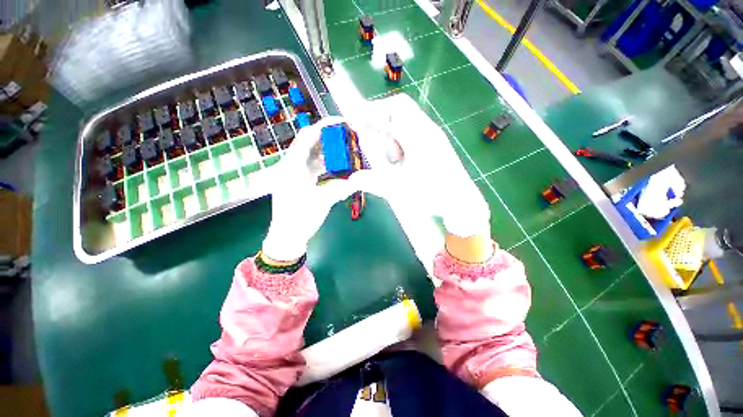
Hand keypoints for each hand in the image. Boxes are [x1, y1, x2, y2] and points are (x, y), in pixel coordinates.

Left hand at [261, 117, 357, 261]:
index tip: (342, 122)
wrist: (287, 235)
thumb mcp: (322, 202)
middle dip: (329, 137)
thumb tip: (359, 178)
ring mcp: (295, 173)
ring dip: (329, 151)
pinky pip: (314, 166)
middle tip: (348, 135)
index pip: (308, 137)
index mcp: (293, 166)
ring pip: (313, 155)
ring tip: (345, 148)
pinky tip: (338, 165)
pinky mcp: (300, 180)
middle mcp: (292, 165)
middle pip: (311, 143)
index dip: (324, 126)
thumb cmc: (300, 218)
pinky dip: (326, 163)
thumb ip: (340, 188)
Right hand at [351, 94, 490, 241]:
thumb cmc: (431, 195)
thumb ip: (372, 181)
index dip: (371, 110)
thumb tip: (351, 180)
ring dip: (391, 134)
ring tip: (390, 158)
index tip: (355, 121)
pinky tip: (400, 160)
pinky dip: (400, 140)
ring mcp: (433, 135)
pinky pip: (413, 132)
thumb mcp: (398, 189)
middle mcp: (427, 129)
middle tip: (367, 135)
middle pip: (399, 109)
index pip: (393, 108)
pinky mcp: (435, 143)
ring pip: (405, 121)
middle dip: (380, 120)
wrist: (461, 202)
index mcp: (418, 136)